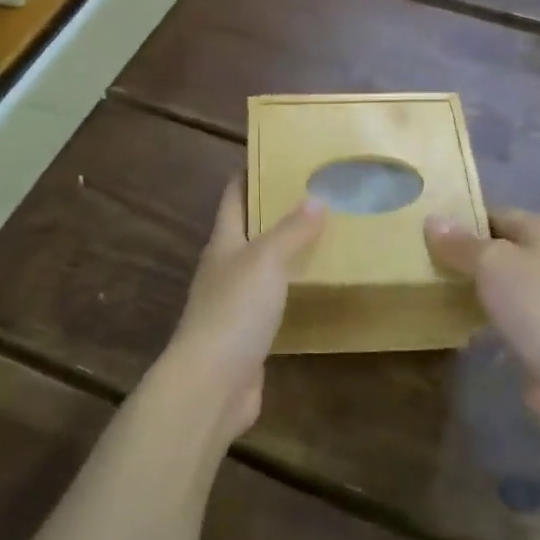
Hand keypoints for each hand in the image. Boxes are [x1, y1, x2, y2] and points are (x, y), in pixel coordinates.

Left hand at [159, 177, 324, 440]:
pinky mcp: (249, 335)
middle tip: (321, 194)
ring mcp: (235, 304)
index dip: (251, 173)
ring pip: (264, 267)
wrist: (211, 385)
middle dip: (279, 211)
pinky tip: (318, 288)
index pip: (234, 197)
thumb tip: (316, 197)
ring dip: (289, 252)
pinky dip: (294, 290)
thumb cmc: (234, 311)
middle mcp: (225, 268)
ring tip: (328, 235)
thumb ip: (291, 231)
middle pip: (250, 230)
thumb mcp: (265, 261)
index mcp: (223, 243)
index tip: (279, 155)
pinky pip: (275, 302)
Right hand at [424, 207, 539, 418]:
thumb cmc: (537, 303)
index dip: (461, 221)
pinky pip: (505, 314)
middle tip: (421, 260)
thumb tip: (432, 219)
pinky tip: (455, 322)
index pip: (495, 214)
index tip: (424, 231)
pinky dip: (483, 316)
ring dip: (472, 288)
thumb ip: (460, 243)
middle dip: (463, 256)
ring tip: (429, 288)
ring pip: (501, 283)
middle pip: (499, 249)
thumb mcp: (491, 263)